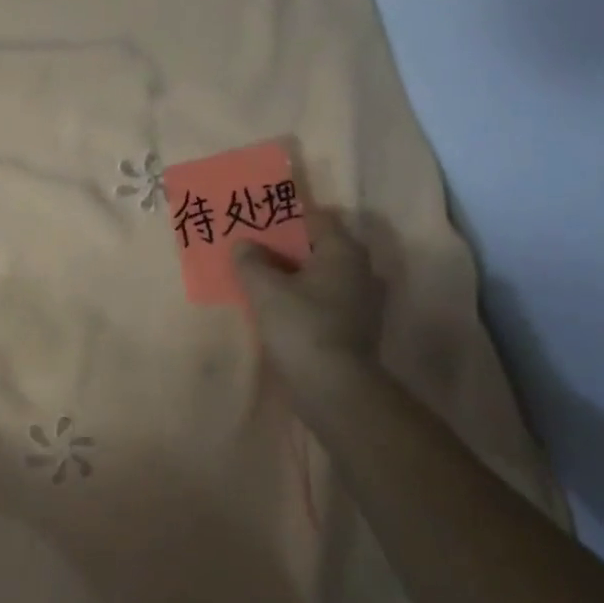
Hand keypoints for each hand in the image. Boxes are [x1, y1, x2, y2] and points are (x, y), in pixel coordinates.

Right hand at [234, 209, 382, 373]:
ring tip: (259, 278)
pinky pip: (323, 299)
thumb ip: (251, 262)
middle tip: (251, 249)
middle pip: (318, 246)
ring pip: (320, 275)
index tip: (257, 220)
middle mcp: (360, 270)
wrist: (333, 386)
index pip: (316, 218)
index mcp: (343, 252)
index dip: (285, 216)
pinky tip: (277, 307)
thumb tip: (242, 244)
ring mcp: (361, 300)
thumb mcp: (266, 291)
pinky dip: (302, 297)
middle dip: (285, 247)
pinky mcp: (353, 326)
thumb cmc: (302, 327)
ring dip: (293, 274)